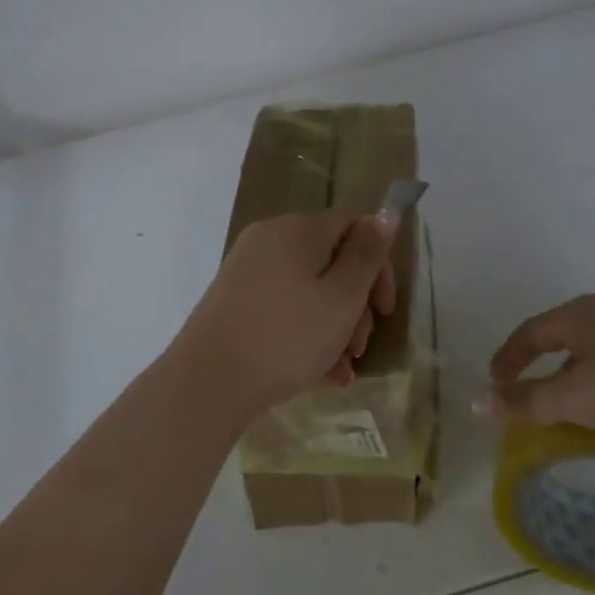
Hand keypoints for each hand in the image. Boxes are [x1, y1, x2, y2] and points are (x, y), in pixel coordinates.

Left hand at [172, 211, 398, 413]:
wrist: (207, 382)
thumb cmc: (286, 337)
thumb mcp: (342, 298)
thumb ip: (367, 254)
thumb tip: (387, 212)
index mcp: (298, 229)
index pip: (354, 226)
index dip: (378, 265)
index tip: (384, 310)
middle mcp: (270, 238)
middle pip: (331, 260)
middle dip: (355, 304)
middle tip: (360, 347)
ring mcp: (248, 269)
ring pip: (308, 289)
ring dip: (334, 326)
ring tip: (342, 370)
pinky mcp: (234, 299)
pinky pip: (283, 306)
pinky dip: (305, 332)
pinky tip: (320, 374)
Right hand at [480, 294, 594, 448]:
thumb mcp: (575, 398)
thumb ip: (525, 401)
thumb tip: (475, 399)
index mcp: (579, 315)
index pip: (528, 333)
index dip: (506, 360)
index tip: (494, 388)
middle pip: (561, 348)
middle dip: (543, 381)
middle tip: (529, 410)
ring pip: (594, 367)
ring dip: (578, 399)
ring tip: (576, 433)